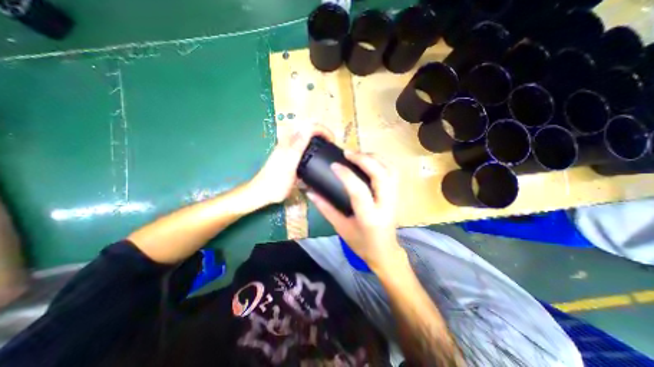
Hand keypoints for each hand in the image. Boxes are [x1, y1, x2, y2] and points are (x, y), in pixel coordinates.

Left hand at [250, 123, 334, 205]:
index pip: (308, 127)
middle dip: (320, 130)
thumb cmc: (276, 182)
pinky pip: (300, 144)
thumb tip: (308, 128)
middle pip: (305, 127)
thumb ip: (298, 146)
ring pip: (303, 135)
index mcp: (290, 144)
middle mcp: (288, 143)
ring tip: (325, 144)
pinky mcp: (287, 157)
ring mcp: (287, 149)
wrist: (262, 192)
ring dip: (315, 136)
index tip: (332, 140)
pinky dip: (310, 144)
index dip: (322, 130)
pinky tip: (313, 153)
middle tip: (330, 140)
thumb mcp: (289, 164)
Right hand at [307, 151, 403, 273]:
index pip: (359, 191)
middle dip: (364, 159)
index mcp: (369, 217)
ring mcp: (395, 199)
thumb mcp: (341, 228)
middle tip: (348, 153)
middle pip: (381, 174)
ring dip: (374, 157)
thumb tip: (311, 192)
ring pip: (390, 170)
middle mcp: (386, 205)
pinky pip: (393, 172)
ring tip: (358, 154)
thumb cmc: (362, 244)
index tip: (334, 165)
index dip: (346, 175)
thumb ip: (326, 208)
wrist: (385, 252)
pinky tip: (369, 161)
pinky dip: (381, 162)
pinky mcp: (397, 195)